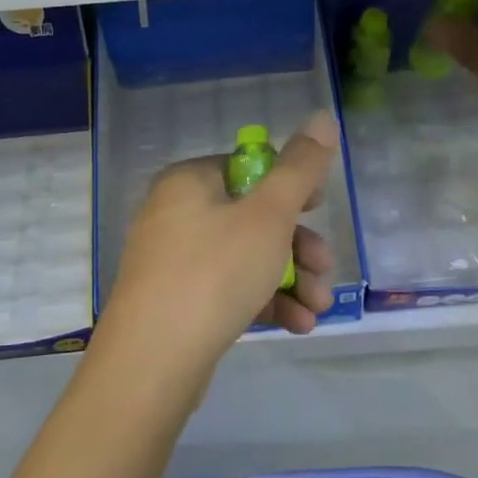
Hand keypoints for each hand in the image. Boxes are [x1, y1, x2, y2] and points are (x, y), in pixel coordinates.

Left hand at [97, 111, 340, 379]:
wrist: (153, 361)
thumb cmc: (214, 272)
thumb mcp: (268, 215)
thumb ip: (300, 168)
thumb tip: (323, 116)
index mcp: (189, 182)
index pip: (248, 167)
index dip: (290, 187)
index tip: (320, 211)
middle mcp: (175, 214)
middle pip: (252, 217)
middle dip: (299, 247)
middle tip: (324, 271)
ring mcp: (173, 261)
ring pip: (245, 258)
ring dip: (290, 280)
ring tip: (318, 309)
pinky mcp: (177, 303)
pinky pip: (228, 290)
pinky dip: (264, 302)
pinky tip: (297, 325)